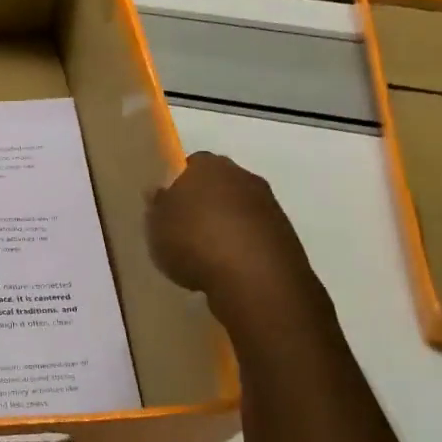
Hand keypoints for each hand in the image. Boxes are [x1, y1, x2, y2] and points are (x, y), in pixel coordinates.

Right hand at [146, 151, 321, 330]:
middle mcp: (242, 176)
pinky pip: (255, 233)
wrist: (255, 277)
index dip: (178, 184)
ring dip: (226, 224)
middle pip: (219, 185)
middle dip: (205, 202)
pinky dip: (243, 245)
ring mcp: (269, 204)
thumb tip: (158, 191)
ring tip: (206, 254)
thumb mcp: (156, 226)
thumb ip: (157, 206)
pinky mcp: (285, 234)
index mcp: (207, 166)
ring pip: (239, 208)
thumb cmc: (194, 242)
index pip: (191, 164)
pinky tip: (228, 267)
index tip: (168, 207)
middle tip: (185, 229)